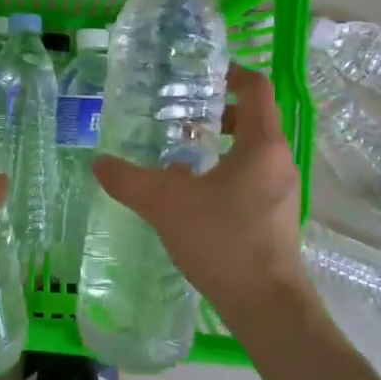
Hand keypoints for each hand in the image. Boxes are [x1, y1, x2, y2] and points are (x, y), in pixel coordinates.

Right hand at [92, 64, 307, 330]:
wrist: (267, 307)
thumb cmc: (223, 241)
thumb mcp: (166, 204)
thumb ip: (129, 180)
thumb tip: (98, 163)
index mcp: (262, 144)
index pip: (256, 88)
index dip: (232, 72)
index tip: (202, 74)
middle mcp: (279, 161)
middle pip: (255, 118)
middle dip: (219, 112)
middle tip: (181, 115)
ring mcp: (282, 191)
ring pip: (253, 150)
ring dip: (221, 144)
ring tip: (181, 154)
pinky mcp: (277, 217)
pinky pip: (253, 177)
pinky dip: (226, 171)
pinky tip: (193, 195)